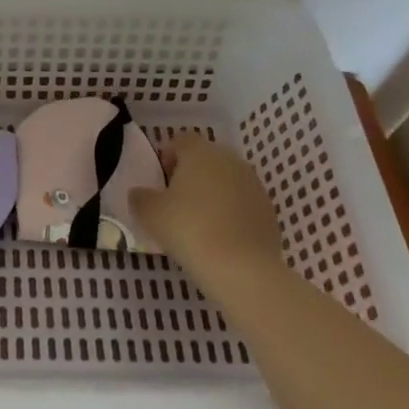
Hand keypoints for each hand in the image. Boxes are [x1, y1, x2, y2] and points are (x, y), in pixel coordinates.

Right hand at [129, 131, 282, 282]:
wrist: (242, 269)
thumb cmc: (189, 229)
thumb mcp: (150, 213)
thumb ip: (140, 197)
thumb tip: (140, 194)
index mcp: (200, 152)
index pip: (180, 140)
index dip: (167, 157)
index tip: (160, 182)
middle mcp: (230, 160)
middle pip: (205, 159)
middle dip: (190, 175)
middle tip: (176, 203)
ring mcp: (254, 185)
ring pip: (226, 181)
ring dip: (212, 194)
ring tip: (199, 223)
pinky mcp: (268, 211)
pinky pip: (242, 204)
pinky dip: (230, 213)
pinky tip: (220, 238)